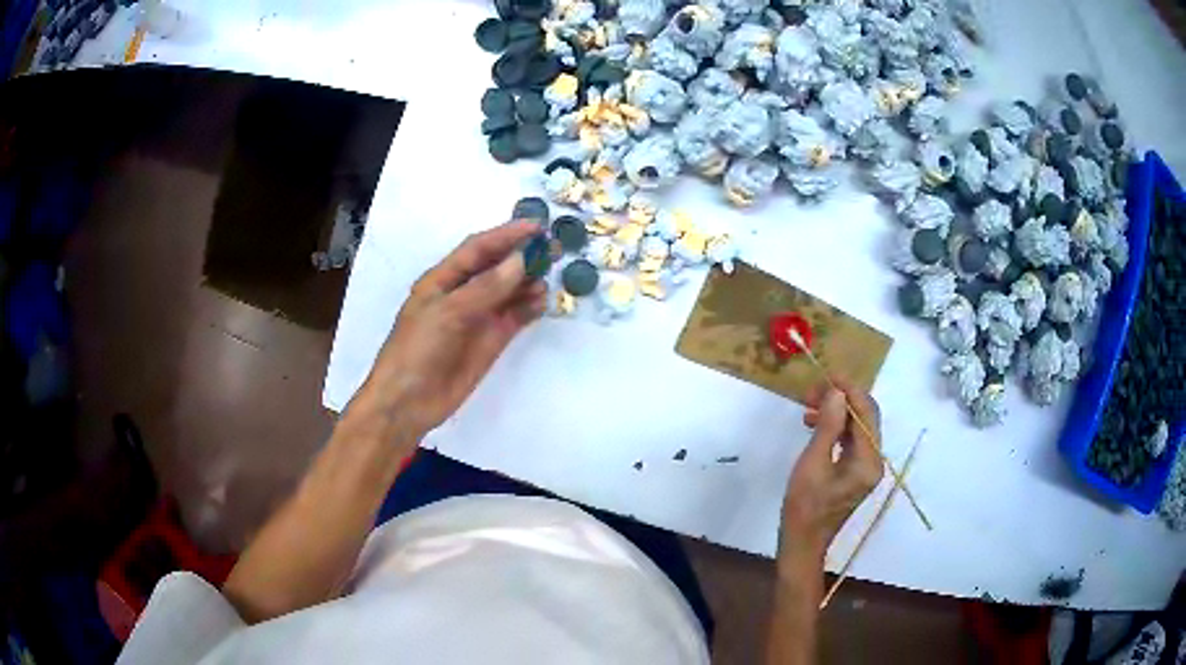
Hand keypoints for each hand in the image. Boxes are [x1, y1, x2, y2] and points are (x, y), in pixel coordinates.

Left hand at [359, 221, 546, 436]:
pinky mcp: (490, 340)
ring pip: (509, 291)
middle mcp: (462, 293)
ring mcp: (478, 317)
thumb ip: (486, 288)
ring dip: (529, 282)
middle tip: (553, 250)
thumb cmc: (417, 349)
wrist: (408, 402)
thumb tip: (522, 260)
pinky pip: (514, 317)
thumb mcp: (447, 313)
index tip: (537, 227)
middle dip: (523, 256)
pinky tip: (542, 302)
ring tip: (550, 277)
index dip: (506, 235)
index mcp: (443, 279)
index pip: (479, 248)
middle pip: (497, 267)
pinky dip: (529, 308)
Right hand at [781, 381, 883, 558]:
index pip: (867, 413)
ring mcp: (866, 468)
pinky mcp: (856, 473)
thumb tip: (837, 393)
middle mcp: (874, 461)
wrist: (802, 543)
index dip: (850, 390)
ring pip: (857, 428)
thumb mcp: (813, 463)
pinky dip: (835, 429)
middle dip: (842, 399)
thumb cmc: (805, 507)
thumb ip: (828, 426)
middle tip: (812, 392)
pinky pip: (850, 441)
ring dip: (837, 412)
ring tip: (808, 407)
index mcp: (868, 460)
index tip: (827, 375)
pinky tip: (815, 425)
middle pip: (865, 418)